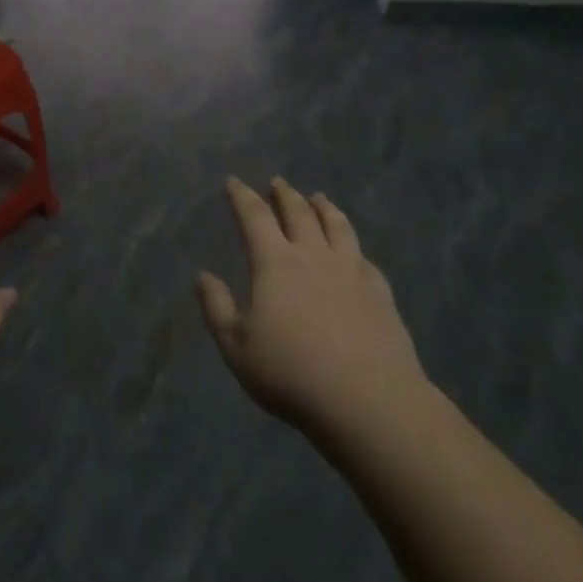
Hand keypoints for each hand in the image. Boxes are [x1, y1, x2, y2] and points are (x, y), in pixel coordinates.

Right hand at [197, 177, 427, 441]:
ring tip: (318, 197)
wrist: (368, 400)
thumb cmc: (291, 373)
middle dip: (284, 194)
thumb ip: (217, 308)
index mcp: (275, 263)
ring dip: (323, 207)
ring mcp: (351, 270)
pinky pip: (363, 255)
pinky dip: (352, 243)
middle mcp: (313, 255)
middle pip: (298, 212)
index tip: (234, 181)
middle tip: (277, 182)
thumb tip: (203, 276)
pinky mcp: (379, 291)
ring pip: (336, 225)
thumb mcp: (236, 347)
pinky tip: (353, 249)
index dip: (242, 197)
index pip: (255, 217)